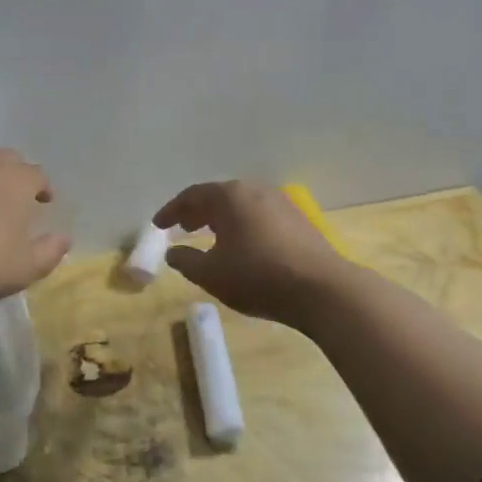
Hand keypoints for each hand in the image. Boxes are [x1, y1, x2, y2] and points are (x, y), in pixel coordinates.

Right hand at [154, 181, 350, 326]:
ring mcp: (281, 204)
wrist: (323, 290)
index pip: (192, 196)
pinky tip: (242, 246)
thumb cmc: (258, 277)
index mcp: (229, 196)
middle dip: (197, 212)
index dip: (171, 211)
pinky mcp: (299, 221)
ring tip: (210, 237)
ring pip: (241, 206)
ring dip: (220, 219)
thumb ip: (185, 261)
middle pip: (218, 196)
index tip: (158, 225)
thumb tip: (172, 253)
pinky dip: (242, 225)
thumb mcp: (211, 274)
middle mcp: (254, 191)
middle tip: (182, 228)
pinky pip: (259, 216)